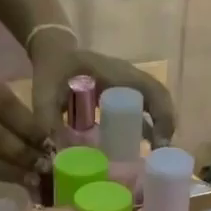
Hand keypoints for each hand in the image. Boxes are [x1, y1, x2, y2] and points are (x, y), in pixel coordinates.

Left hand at [28, 30, 177, 147]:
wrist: (52, 51)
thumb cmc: (52, 68)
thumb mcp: (45, 92)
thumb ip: (47, 120)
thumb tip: (54, 153)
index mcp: (117, 75)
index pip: (152, 91)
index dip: (162, 116)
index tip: (160, 144)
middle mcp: (129, 79)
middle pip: (159, 101)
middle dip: (165, 128)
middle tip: (161, 159)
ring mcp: (127, 87)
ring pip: (153, 107)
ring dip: (158, 130)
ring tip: (155, 159)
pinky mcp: (122, 97)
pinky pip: (141, 112)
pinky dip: (146, 130)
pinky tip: (141, 152)